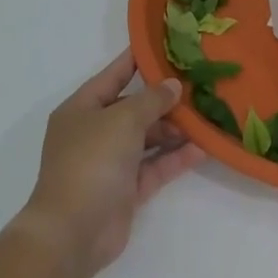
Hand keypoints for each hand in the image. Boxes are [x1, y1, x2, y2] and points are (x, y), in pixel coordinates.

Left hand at [17, 50, 204, 277]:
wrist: (73, 231)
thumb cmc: (91, 161)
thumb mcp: (123, 120)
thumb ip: (151, 100)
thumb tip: (173, 85)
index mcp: (81, 109)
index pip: (113, 76)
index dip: (136, 61)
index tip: (164, 46)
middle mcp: (94, 132)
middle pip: (133, 109)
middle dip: (163, 101)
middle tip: (197, 88)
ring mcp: (109, 163)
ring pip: (146, 139)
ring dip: (173, 130)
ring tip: (205, 119)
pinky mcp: (125, 190)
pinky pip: (154, 167)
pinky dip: (174, 158)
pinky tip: (202, 149)